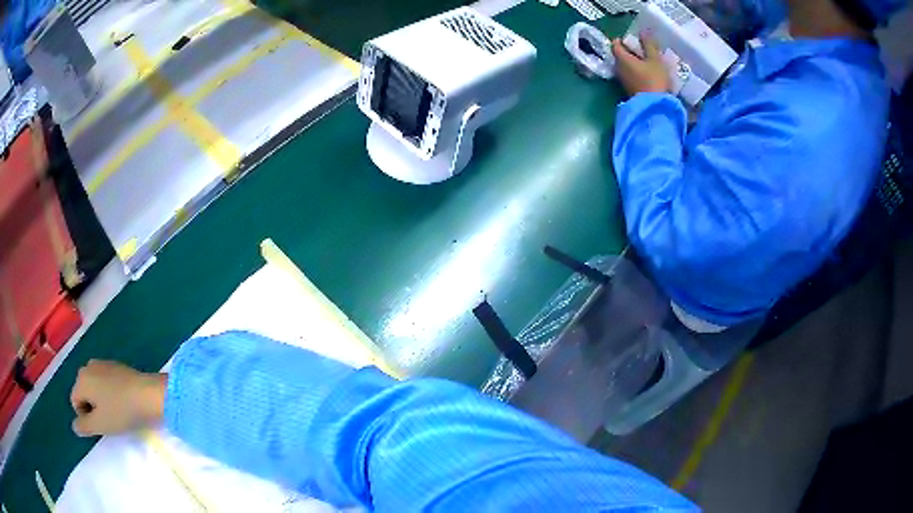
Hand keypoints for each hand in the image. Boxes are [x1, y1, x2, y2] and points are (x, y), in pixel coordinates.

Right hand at [70, 360, 166, 436]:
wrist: (148, 395)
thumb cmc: (121, 411)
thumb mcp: (100, 424)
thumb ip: (84, 426)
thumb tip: (74, 426)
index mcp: (81, 378)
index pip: (75, 401)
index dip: (86, 417)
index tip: (101, 424)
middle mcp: (88, 366)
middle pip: (84, 392)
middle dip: (93, 407)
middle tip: (109, 418)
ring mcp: (103, 363)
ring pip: (95, 387)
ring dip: (102, 401)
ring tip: (117, 411)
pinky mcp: (117, 366)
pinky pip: (107, 383)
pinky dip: (111, 393)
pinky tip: (123, 401)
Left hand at [611, 35, 670, 95]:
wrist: (654, 107)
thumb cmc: (654, 79)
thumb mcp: (655, 60)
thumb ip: (648, 44)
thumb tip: (643, 31)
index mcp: (621, 58)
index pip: (615, 44)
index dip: (623, 40)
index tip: (634, 40)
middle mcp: (618, 68)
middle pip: (619, 55)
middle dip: (629, 51)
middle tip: (643, 50)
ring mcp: (622, 80)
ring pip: (625, 66)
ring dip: (634, 62)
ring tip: (647, 61)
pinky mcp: (629, 89)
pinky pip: (630, 75)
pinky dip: (636, 71)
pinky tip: (648, 73)